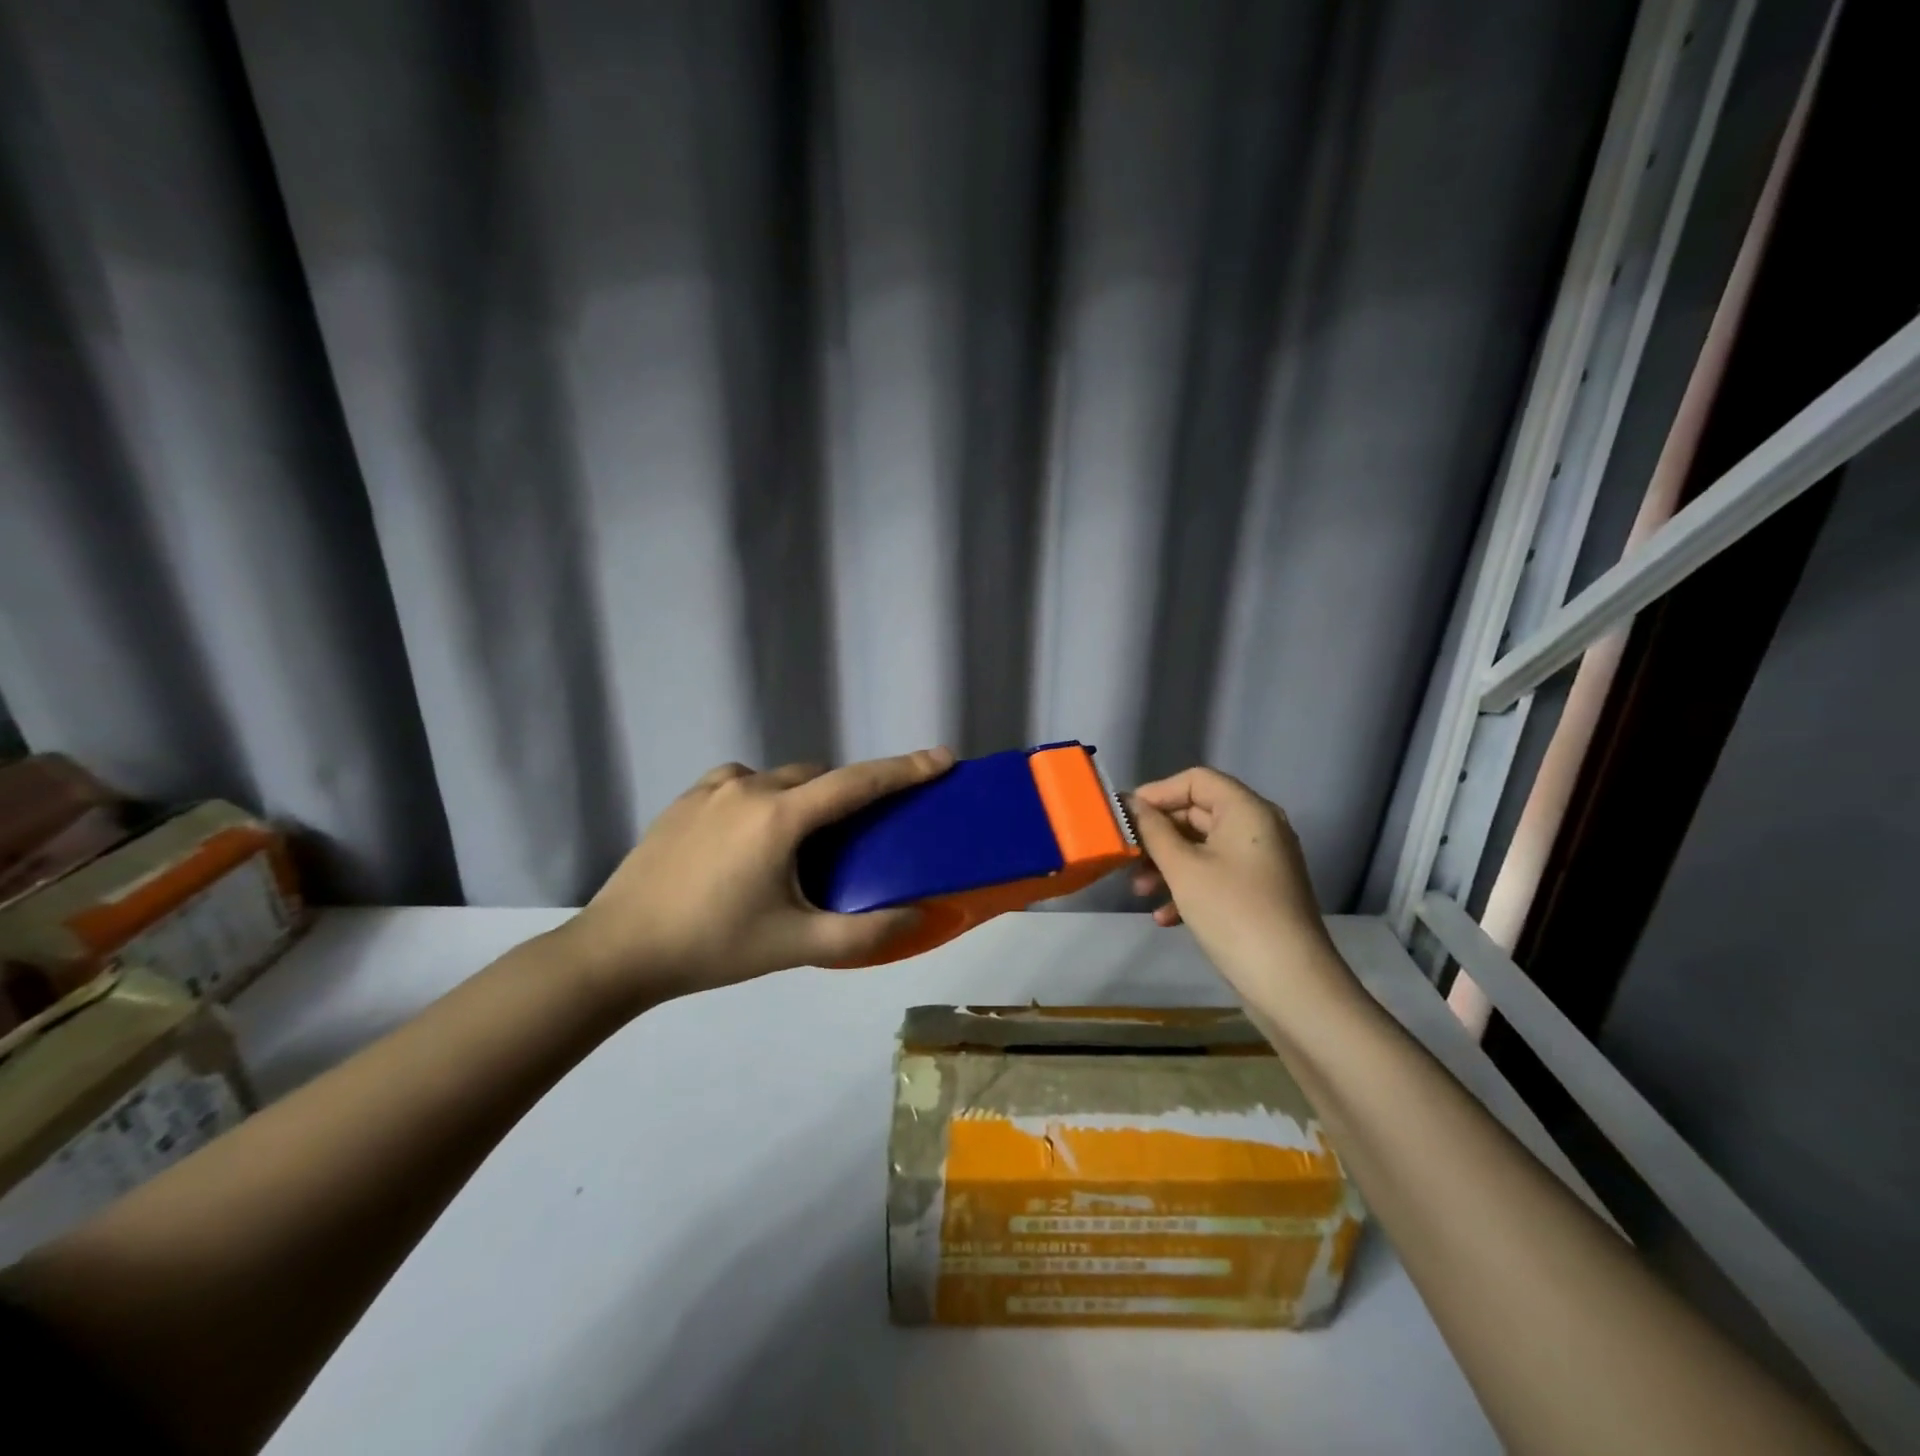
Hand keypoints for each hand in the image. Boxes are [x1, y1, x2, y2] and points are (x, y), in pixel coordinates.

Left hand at [559, 748, 954, 1006]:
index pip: (857, 783)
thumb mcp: (796, 944)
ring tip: (802, 841)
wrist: (617, 950)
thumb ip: (865, 932)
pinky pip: (741, 783)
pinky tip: (752, 835)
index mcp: (779, 817)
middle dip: (848, 793)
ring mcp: (711, 788)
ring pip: (778, 778)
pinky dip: (763, 797)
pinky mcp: (685, 799)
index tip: (942, 758)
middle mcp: (748, 787)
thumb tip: (919, 916)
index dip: (905, 769)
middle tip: (860, 831)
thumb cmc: (712, 947)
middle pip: (818, 776)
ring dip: (803, 796)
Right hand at [1127, 767, 1350, 1006]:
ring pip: (1202, 848)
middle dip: (1158, 834)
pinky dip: (1187, 888)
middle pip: (1197, 813)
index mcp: (1247, 810)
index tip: (1124, 817)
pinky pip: (1215, 875)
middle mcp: (1259, 828)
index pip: (1196, 780)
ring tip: (1140, 892)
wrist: (1291, 984)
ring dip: (1167, 865)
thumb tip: (1130, 804)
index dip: (1157, 792)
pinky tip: (1165, 917)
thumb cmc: (1233, 913)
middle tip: (1126, 857)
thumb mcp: (1183, 868)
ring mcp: (1260, 863)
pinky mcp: (1258, 894)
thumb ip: (1152, 831)